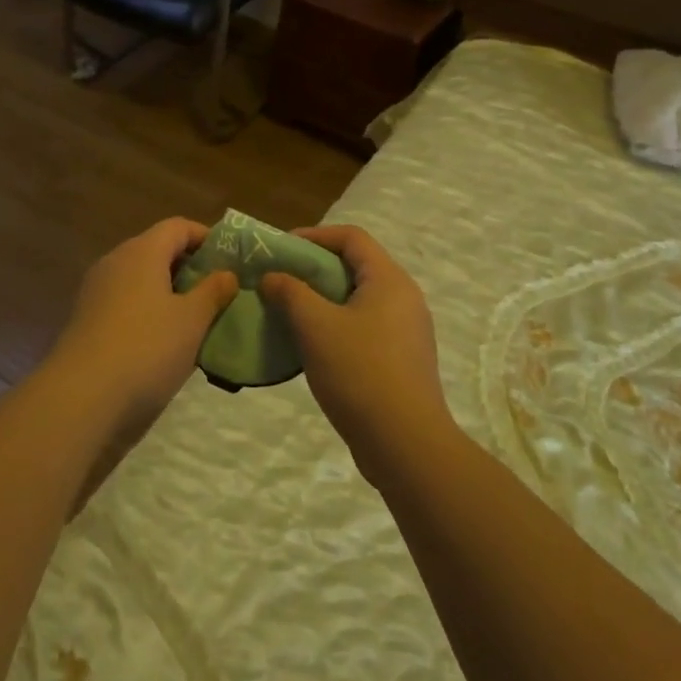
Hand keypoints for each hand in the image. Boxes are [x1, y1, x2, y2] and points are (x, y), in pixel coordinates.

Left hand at [50, 218, 239, 438]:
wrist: (80, 398)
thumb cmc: (146, 349)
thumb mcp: (192, 320)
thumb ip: (213, 292)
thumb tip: (227, 273)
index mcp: (142, 252)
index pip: (178, 227)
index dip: (206, 237)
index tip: (230, 260)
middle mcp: (115, 262)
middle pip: (157, 250)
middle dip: (189, 267)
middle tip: (218, 292)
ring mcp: (96, 291)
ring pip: (140, 278)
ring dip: (168, 291)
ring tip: (195, 319)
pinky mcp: (86, 320)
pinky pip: (125, 302)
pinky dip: (148, 310)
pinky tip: (163, 340)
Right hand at [259, 225, 451, 487]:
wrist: (405, 444)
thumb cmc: (359, 372)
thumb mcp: (315, 326)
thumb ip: (290, 293)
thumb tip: (272, 277)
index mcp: (389, 280)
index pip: (352, 237)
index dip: (315, 236)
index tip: (281, 249)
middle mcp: (405, 298)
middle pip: (357, 266)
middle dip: (315, 269)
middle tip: (281, 281)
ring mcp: (408, 331)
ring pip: (360, 300)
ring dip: (324, 300)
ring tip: (291, 313)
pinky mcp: (404, 360)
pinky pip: (367, 327)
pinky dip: (338, 325)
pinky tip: (314, 347)